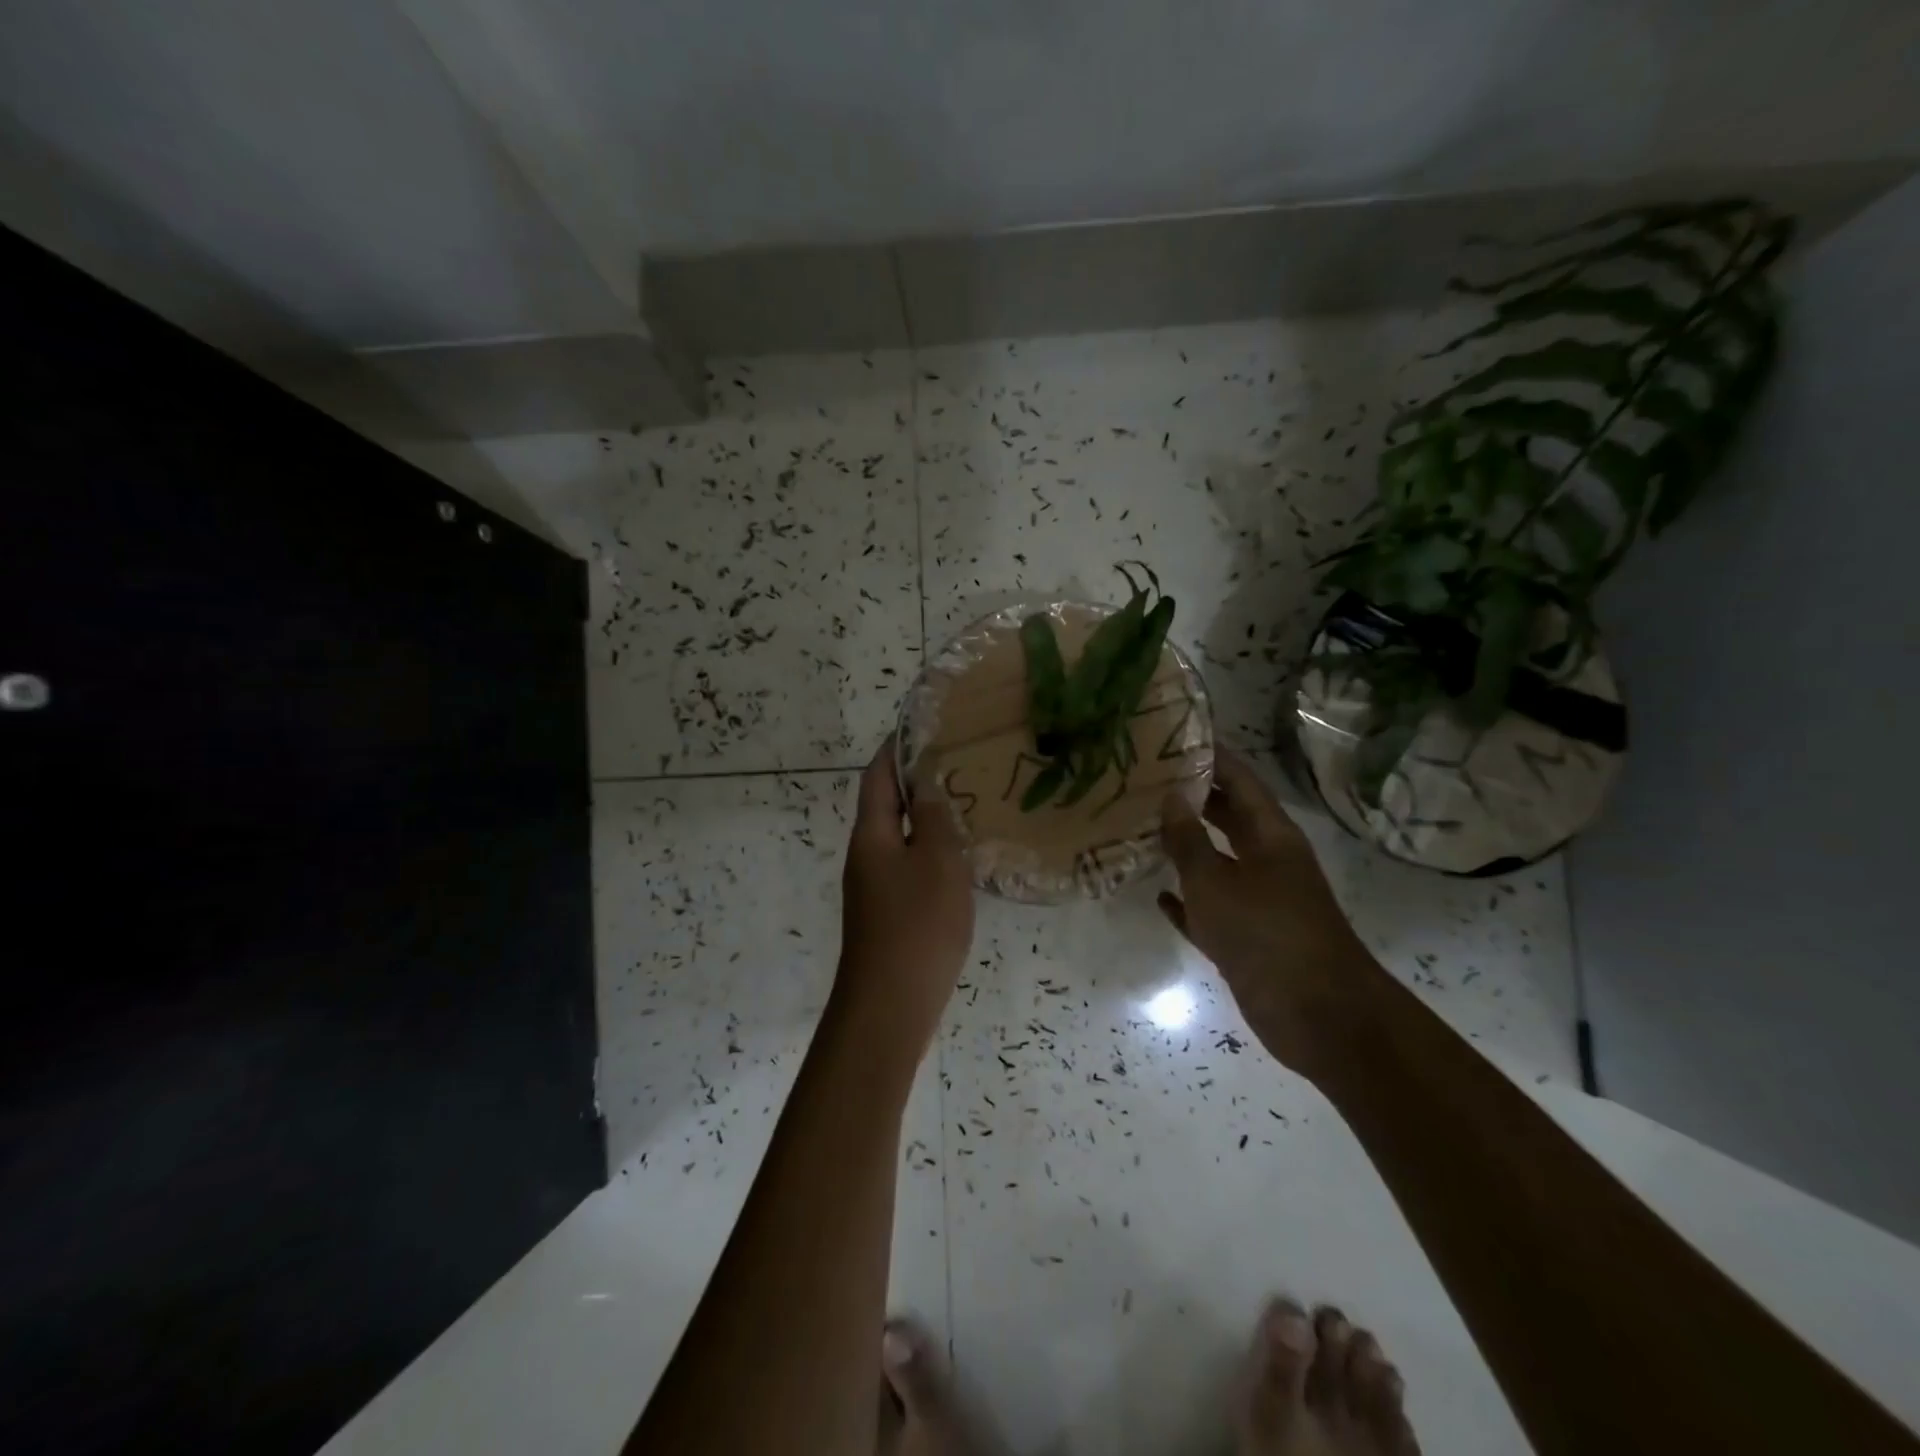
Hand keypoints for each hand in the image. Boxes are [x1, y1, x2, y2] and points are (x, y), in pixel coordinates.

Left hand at [834, 738, 974, 1067]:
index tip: (923, 725)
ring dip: (926, 816)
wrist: (891, 1005)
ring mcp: (875, 887)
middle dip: (915, 779)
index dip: (896, 748)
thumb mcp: (936, 862)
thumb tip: (924, 783)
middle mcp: (866, 855)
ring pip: (900, 837)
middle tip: (957, 761)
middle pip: (886, 804)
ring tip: (966, 801)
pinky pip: (909, 866)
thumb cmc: (917, 925)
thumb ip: (931, 818)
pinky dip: (931, 850)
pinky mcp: (888, 912)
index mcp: (871, 834)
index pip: (878, 776)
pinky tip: (961, 856)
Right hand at [1159, 749, 1384, 1078]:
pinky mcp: (1248, 938)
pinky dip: (1187, 902)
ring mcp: (1259, 901)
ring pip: (1216, 863)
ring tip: (1140, 827)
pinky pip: (1211, 910)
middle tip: (1145, 779)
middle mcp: (1267, 860)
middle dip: (1192, 797)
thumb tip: (1171, 795)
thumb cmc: (1266, 934)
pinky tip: (1156, 895)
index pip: (1240, 779)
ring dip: (1184, 849)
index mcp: (1271, 836)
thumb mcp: (1216, 882)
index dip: (1211, 755)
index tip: (1174, 735)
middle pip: (1228, 816)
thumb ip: (1189, 840)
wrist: (1317, 1016)